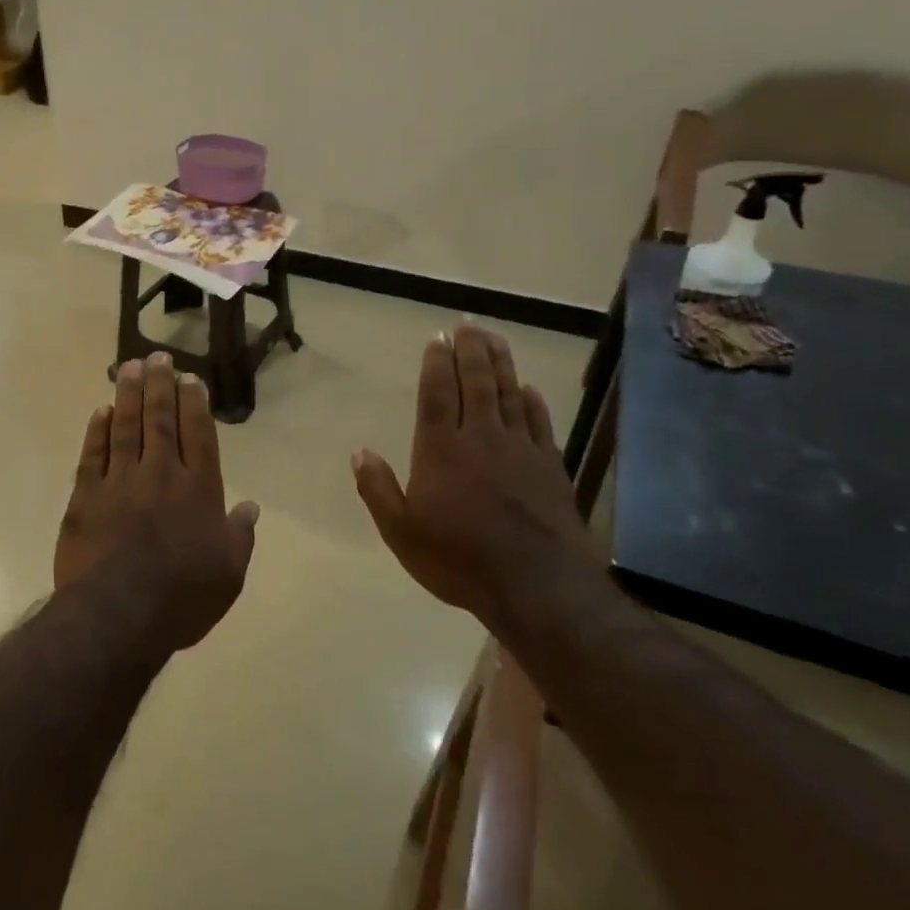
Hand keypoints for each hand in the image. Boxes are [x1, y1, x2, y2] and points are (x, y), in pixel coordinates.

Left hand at [54, 352, 260, 653]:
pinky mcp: (86, 496)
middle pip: (160, 419)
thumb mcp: (228, 573)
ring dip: (128, 395)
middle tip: (158, 356)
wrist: (118, 614)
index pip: (198, 434)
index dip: (194, 403)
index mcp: (198, 489)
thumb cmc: (182, 597)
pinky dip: (97, 431)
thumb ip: (239, 535)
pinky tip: (100, 412)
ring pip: (126, 427)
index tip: (189, 377)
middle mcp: (161, 474)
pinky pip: (92, 455)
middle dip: (160, 385)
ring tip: (130, 367)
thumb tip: (251, 506)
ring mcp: (120, 481)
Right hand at [352, 323, 595, 619]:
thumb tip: (359, 451)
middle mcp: (481, 437)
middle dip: (470, 349)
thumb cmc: (458, 560)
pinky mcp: (550, 465)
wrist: (537, 586)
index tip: (437, 339)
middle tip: (467, 323)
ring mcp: (520, 449)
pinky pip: (540, 422)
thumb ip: (378, 489)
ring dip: (501, 362)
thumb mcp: (401, 532)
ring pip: (509, 393)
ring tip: (495, 337)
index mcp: (441, 449)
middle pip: (476, 382)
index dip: (436, 363)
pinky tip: (529, 388)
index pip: (437, 393)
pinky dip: (533, 401)